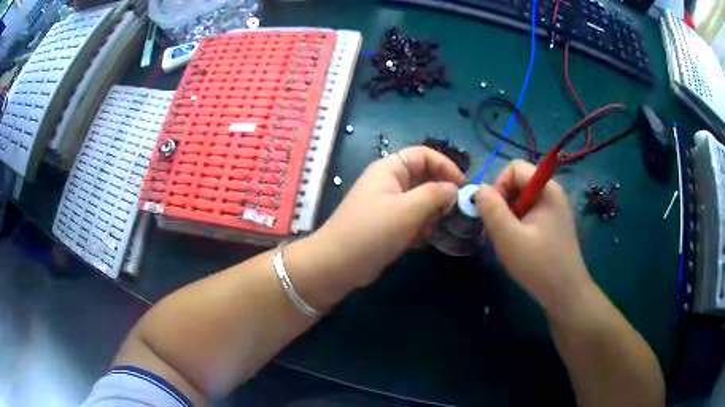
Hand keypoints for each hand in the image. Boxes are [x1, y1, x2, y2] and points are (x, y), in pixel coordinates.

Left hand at [307, 146, 463, 288]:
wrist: (338, 265)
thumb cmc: (372, 231)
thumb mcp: (407, 209)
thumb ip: (435, 194)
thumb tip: (453, 188)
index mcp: (389, 169)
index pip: (423, 155)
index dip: (445, 165)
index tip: (461, 186)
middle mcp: (389, 182)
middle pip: (423, 177)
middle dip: (440, 192)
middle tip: (453, 211)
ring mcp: (387, 204)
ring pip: (419, 200)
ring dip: (432, 213)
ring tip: (437, 229)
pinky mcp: (387, 225)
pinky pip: (412, 219)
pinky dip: (421, 227)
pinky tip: (423, 240)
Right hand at [475, 160, 592, 314]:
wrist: (566, 294)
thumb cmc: (539, 265)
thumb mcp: (509, 237)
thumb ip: (491, 209)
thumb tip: (480, 189)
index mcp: (546, 189)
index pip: (515, 168)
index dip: (499, 185)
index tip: (494, 213)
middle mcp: (552, 193)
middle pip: (518, 183)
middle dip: (503, 203)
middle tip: (499, 231)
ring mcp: (555, 210)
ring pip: (522, 200)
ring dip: (508, 217)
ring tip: (508, 242)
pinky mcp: (553, 225)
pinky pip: (530, 214)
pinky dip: (518, 226)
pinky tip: (518, 247)